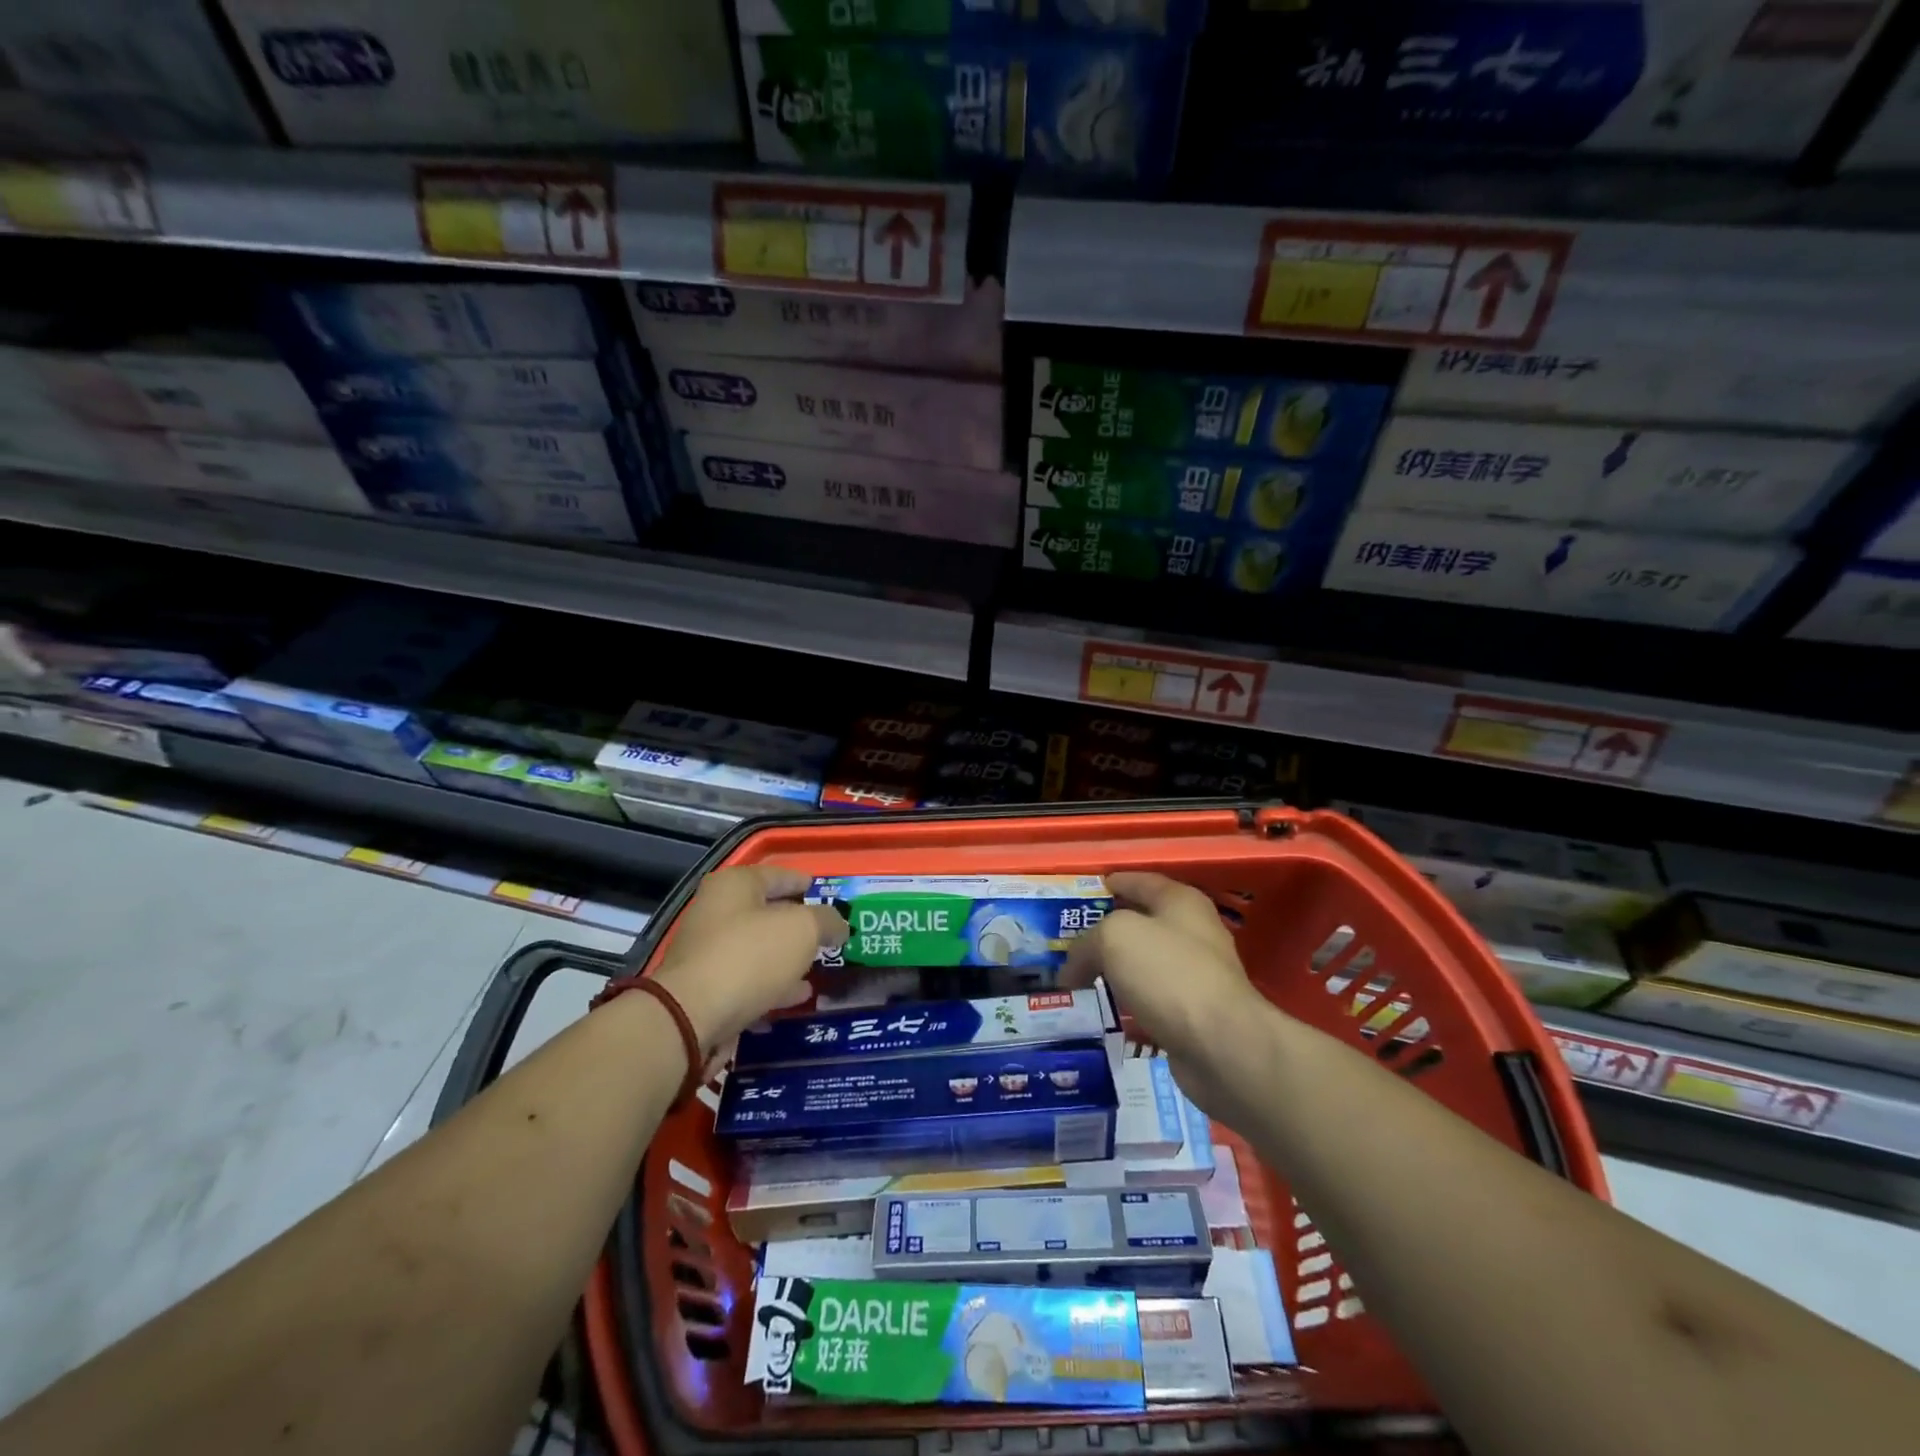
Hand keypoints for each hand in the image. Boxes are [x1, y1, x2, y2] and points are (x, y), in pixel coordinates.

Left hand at [651, 866, 847, 1053]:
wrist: (691, 1018)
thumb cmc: (750, 957)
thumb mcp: (803, 929)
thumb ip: (827, 921)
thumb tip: (837, 926)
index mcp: (735, 885)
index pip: (779, 875)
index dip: (805, 883)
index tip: (828, 895)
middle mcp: (716, 913)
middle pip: (768, 913)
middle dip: (798, 926)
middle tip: (828, 937)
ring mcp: (708, 953)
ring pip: (759, 950)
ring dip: (787, 960)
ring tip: (817, 970)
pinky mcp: (706, 990)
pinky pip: (748, 982)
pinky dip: (772, 987)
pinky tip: (795, 998)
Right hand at [1062, 872, 1276, 1124]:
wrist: (1221, 1046)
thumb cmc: (1168, 973)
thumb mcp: (1114, 938)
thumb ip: (1086, 943)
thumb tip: (1071, 968)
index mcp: (1181, 902)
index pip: (1140, 881)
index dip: (1112, 882)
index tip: (1083, 892)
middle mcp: (1192, 934)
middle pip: (1141, 924)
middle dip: (1105, 932)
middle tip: (1068, 942)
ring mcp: (1195, 976)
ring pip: (1143, 966)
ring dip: (1114, 972)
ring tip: (1077, 980)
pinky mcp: (1193, 1016)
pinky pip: (1149, 1002)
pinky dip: (1126, 1006)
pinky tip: (1101, 1013)